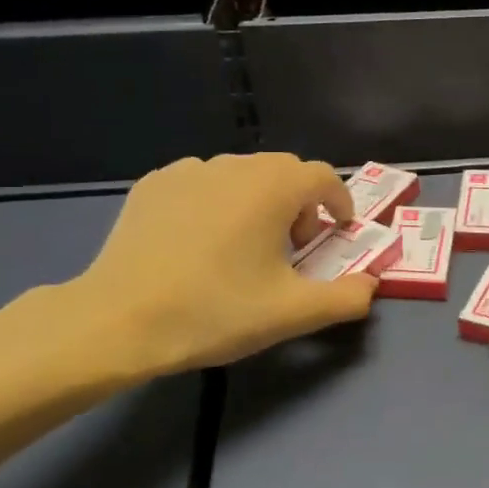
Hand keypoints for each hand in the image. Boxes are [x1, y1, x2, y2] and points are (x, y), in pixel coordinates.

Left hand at [65, 154, 374, 379]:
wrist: (118, 321)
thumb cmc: (214, 311)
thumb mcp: (291, 313)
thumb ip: (345, 298)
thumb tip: (370, 285)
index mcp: (272, 187)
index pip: (323, 176)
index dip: (339, 203)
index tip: (338, 233)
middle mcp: (233, 166)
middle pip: (284, 171)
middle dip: (301, 203)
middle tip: (294, 247)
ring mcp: (187, 171)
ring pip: (242, 175)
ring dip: (259, 201)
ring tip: (246, 245)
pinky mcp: (153, 185)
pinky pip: (203, 183)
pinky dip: (217, 202)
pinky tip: (201, 241)